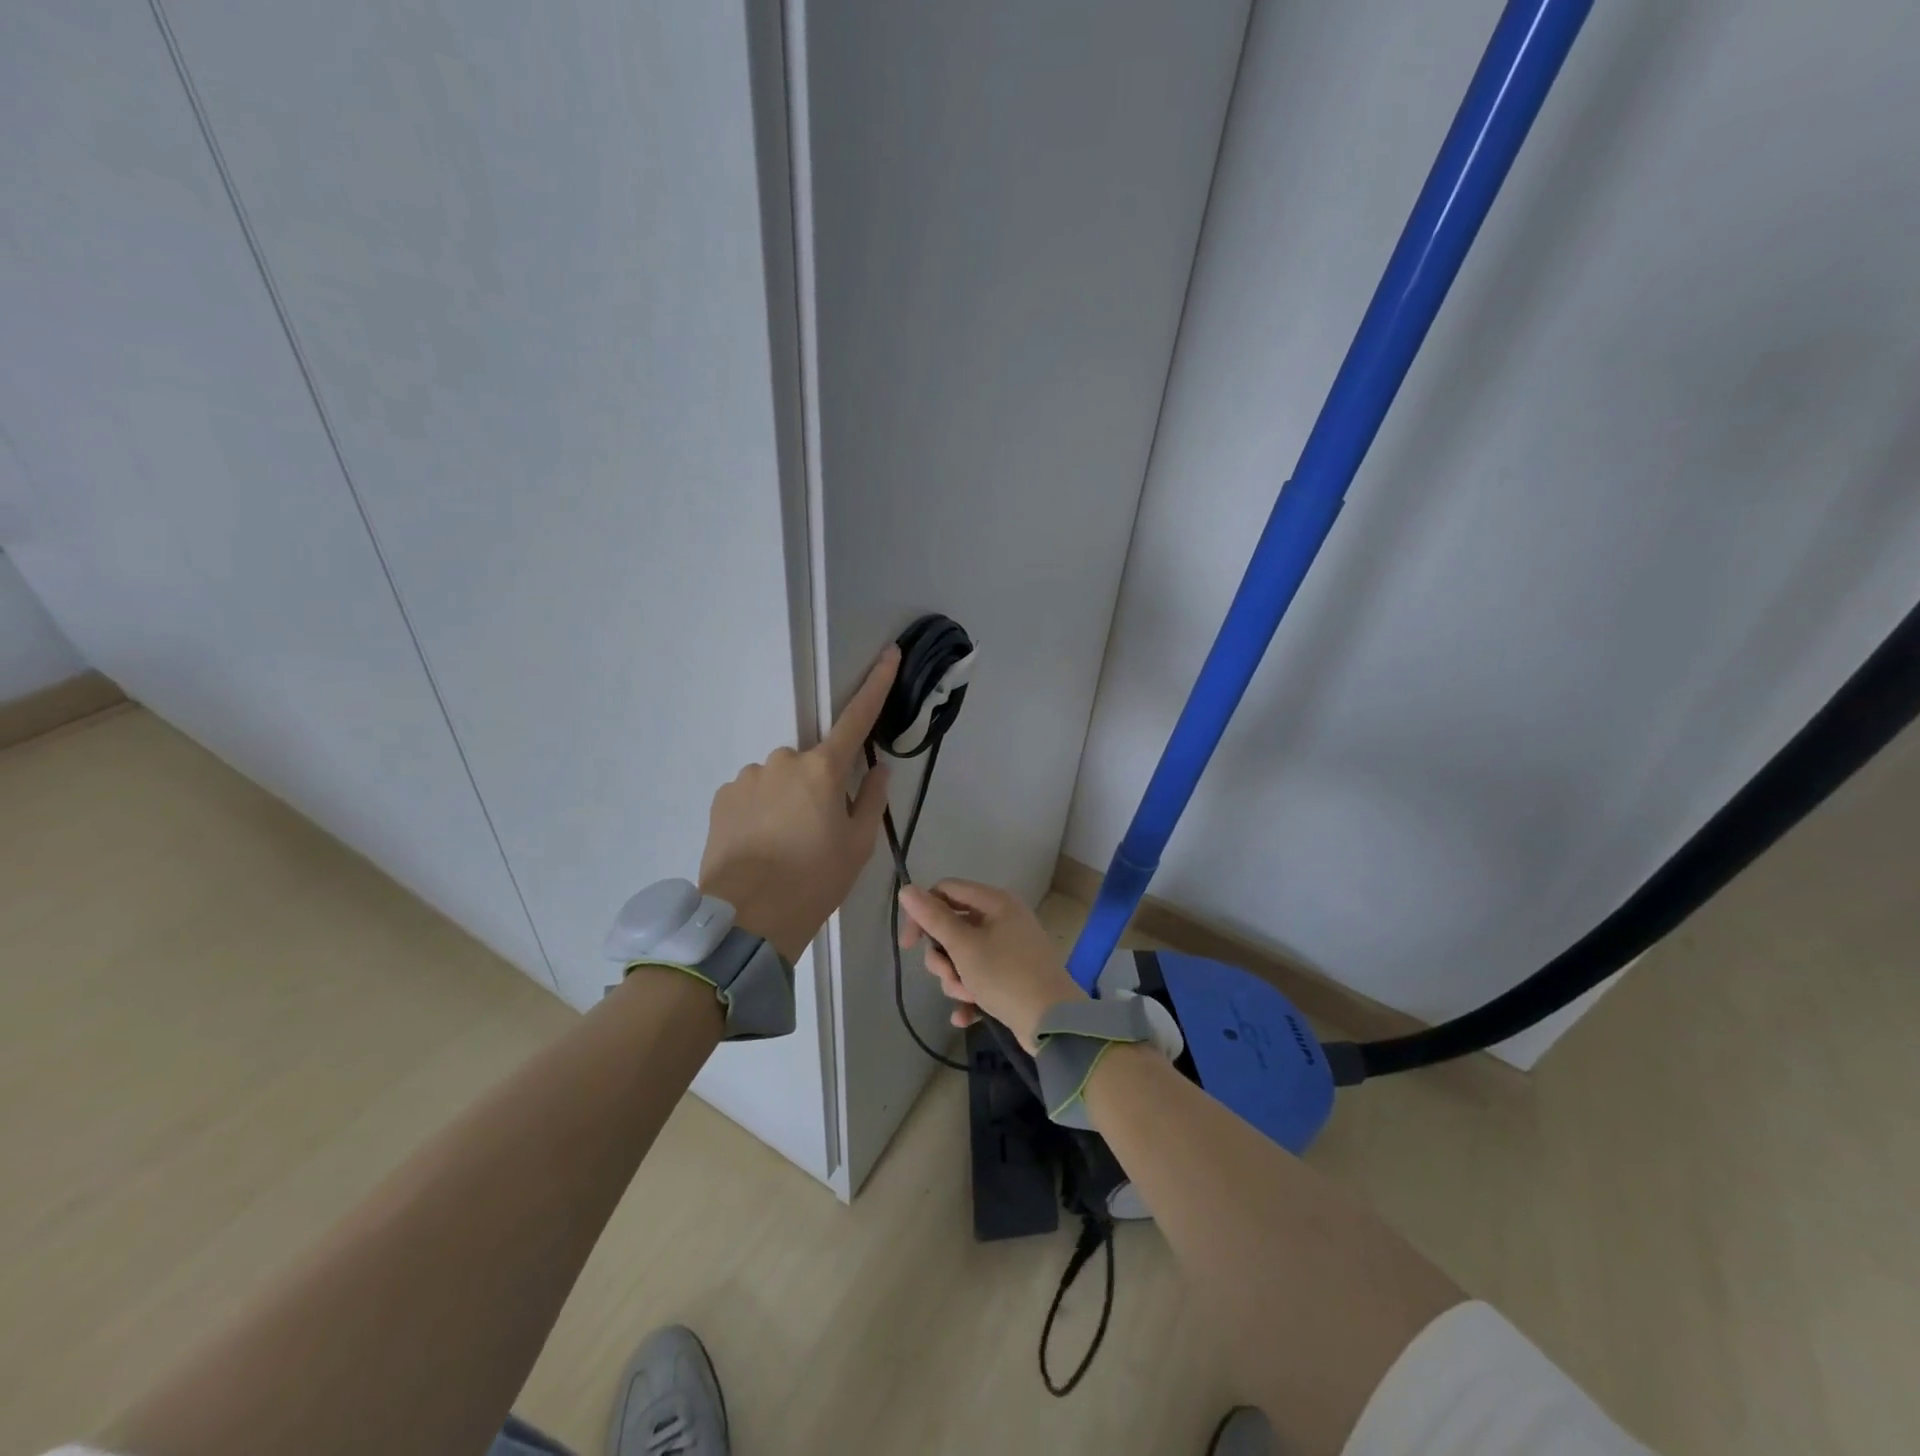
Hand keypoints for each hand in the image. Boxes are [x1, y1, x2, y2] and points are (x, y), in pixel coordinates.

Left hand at [698, 647, 897, 960]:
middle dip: (818, 785)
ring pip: (780, 779)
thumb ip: (871, 798)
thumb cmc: (815, 881)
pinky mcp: (723, 796)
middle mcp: (783, 760)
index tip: (889, 653)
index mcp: (823, 768)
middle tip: (817, 832)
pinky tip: (760, 845)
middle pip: (812, 762)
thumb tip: (875, 768)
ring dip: (787, 799)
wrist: (747, 919)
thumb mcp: (858, 845)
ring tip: (783, 846)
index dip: (876, 684)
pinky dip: (761, 810)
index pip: (856, 718)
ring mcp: (749, 776)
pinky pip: (753, 793)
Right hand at [897, 880, 1086, 1051]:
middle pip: (953, 927)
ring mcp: (1010, 948)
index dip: (923, 913)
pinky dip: (970, 994)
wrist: (1052, 1023)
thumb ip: (933, 917)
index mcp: (995, 902)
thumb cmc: (1005, 976)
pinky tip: (965, 1016)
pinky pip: (980, 977)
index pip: (946, 891)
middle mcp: (1003, 918)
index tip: (908, 945)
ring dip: (956, 978)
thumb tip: (906, 889)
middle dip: (943, 957)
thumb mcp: (964, 946)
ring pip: (964, 956)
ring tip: (966, 996)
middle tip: (949, 975)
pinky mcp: (1013, 975)